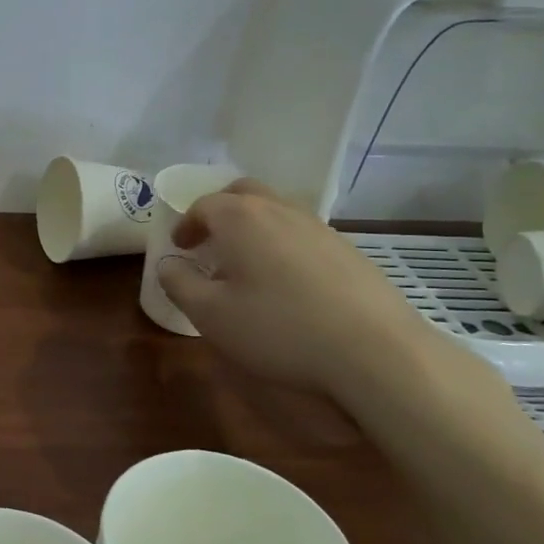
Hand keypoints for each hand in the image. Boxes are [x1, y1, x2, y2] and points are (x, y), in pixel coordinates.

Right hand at [156, 180, 470, 410]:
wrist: (375, 351)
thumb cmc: (279, 328)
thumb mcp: (211, 315)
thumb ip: (180, 284)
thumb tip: (168, 265)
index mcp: (241, 218)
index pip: (203, 205)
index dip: (186, 224)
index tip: (180, 247)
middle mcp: (280, 210)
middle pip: (243, 193)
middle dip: (220, 210)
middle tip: (209, 240)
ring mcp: (319, 227)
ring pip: (277, 210)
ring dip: (253, 226)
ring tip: (246, 262)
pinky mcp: (348, 250)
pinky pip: (302, 233)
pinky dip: (283, 243)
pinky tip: (287, 281)